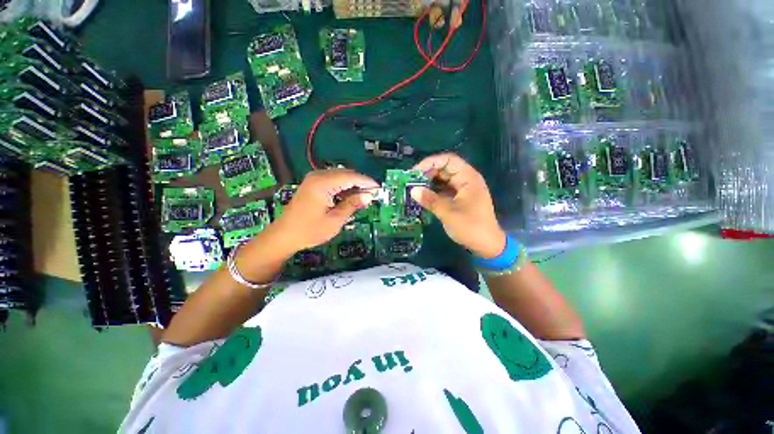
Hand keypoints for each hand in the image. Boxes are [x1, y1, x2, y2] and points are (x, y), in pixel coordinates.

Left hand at [274, 169, 378, 252]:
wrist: (284, 235)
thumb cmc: (310, 230)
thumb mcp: (335, 220)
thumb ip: (352, 204)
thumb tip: (369, 196)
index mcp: (323, 183)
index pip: (351, 177)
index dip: (367, 182)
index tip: (379, 188)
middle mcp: (318, 176)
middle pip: (346, 174)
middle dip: (360, 183)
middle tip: (372, 195)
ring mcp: (313, 179)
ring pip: (340, 177)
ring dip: (352, 185)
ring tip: (363, 197)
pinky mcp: (312, 184)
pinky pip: (333, 181)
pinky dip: (343, 188)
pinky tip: (349, 197)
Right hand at [411, 153, 506, 257]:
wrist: (487, 245)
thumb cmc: (470, 227)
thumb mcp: (448, 213)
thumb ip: (430, 200)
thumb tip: (412, 190)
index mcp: (468, 178)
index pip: (448, 160)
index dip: (430, 162)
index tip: (414, 172)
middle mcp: (466, 180)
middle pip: (445, 169)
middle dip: (427, 173)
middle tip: (410, 182)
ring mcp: (463, 189)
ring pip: (443, 180)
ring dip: (429, 183)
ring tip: (413, 189)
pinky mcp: (459, 198)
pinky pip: (444, 190)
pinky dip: (433, 192)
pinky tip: (422, 197)